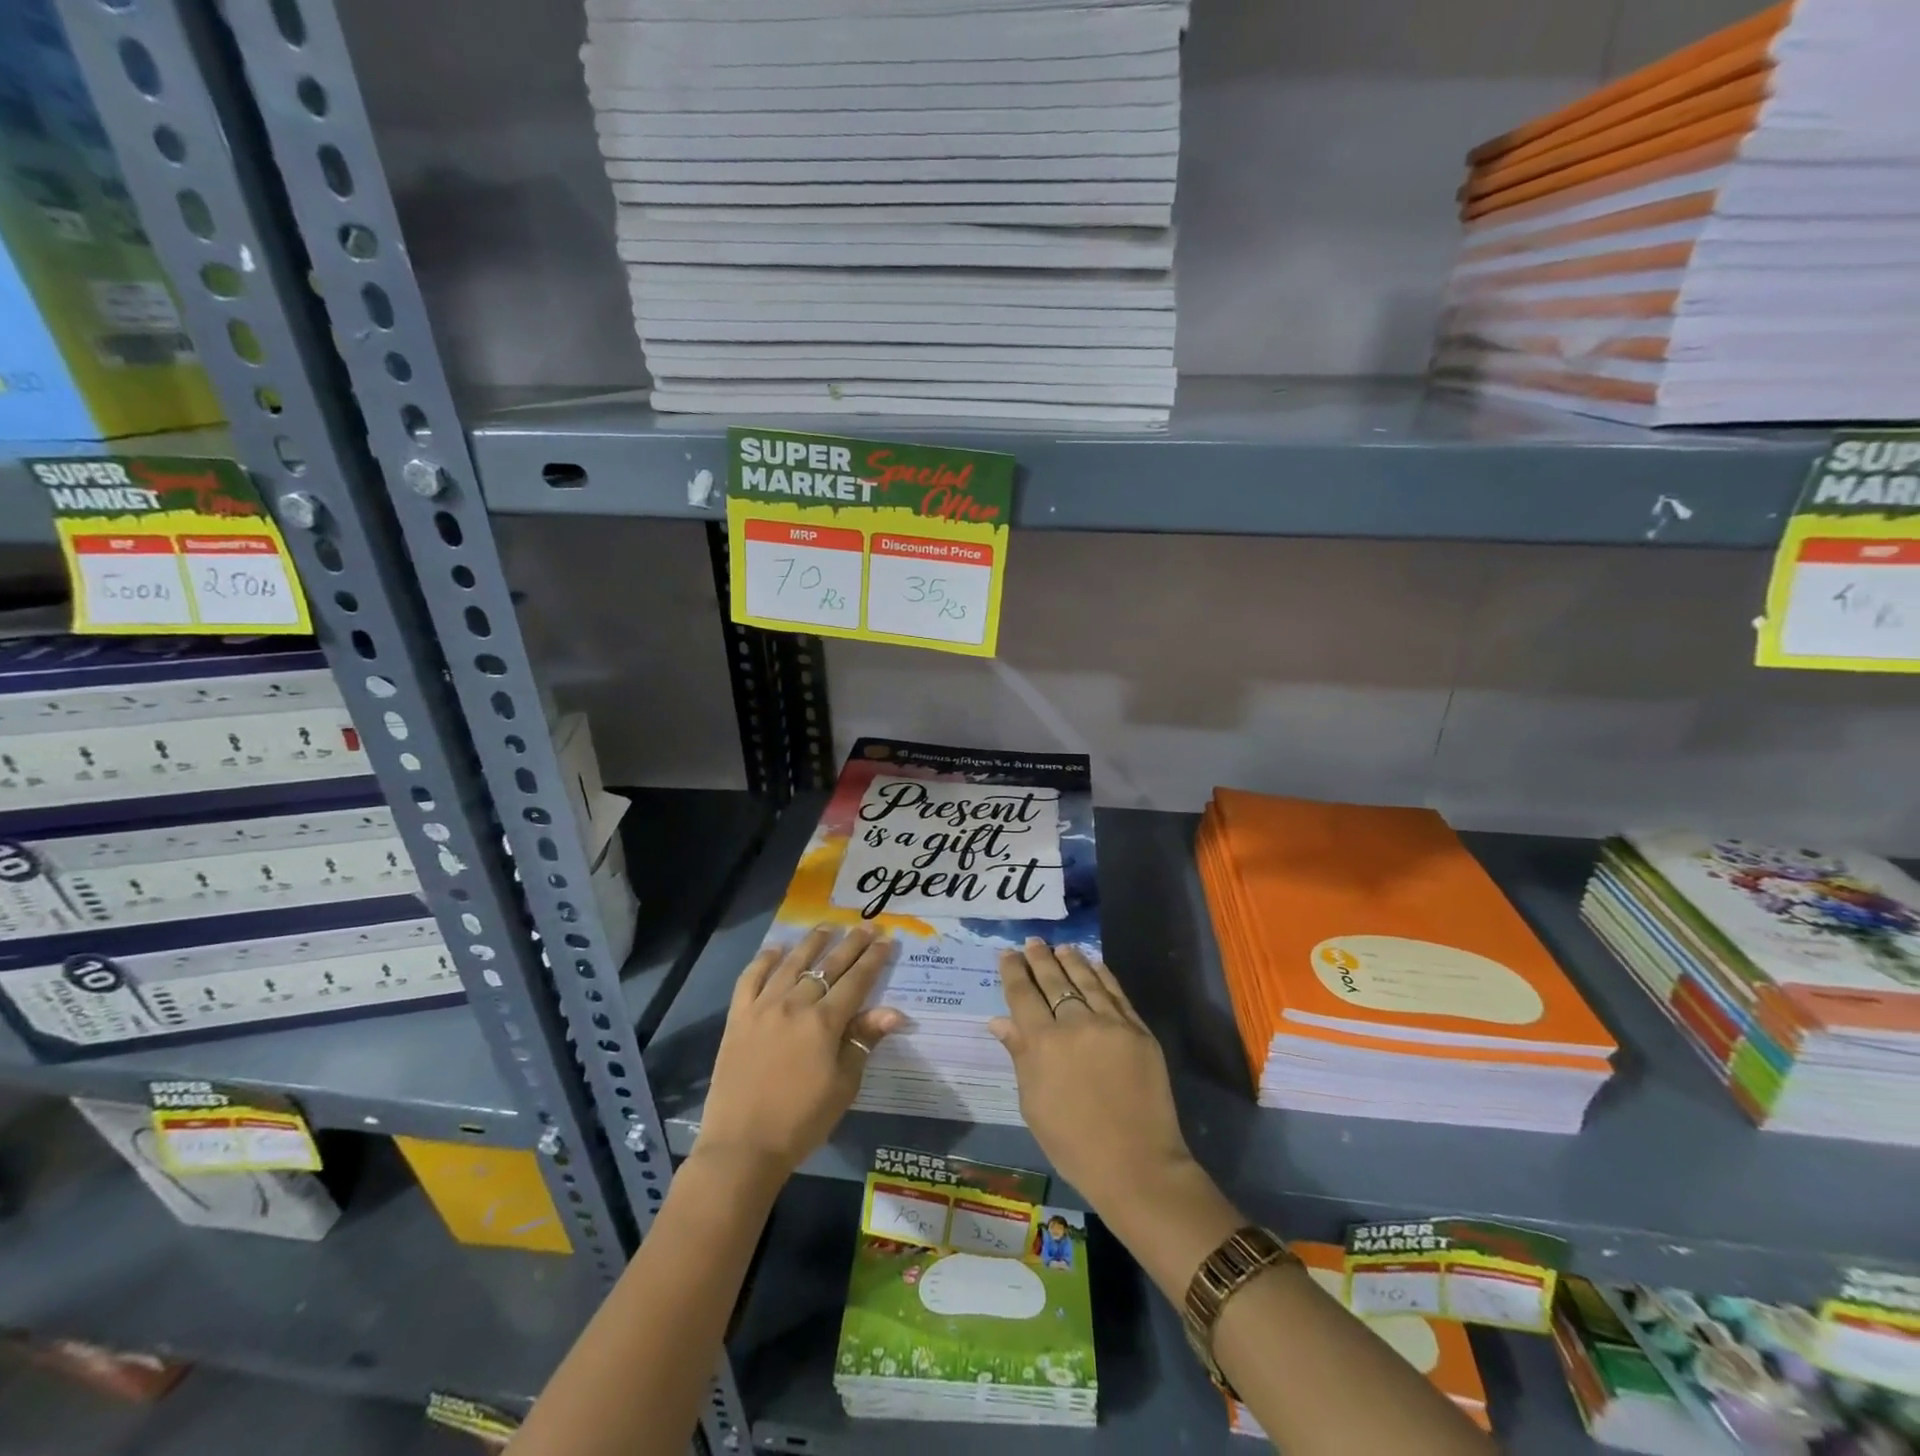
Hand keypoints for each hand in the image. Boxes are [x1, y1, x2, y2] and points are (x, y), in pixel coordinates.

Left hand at [696, 925, 904, 1181]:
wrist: (742, 1147)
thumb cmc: (801, 1121)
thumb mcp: (844, 1086)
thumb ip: (864, 1041)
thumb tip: (893, 1011)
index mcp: (824, 1022)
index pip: (856, 981)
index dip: (874, 959)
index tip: (886, 939)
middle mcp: (794, 1005)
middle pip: (828, 966)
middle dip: (850, 944)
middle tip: (865, 925)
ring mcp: (763, 1008)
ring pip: (791, 964)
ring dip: (812, 942)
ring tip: (826, 926)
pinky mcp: (737, 1018)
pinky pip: (750, 978)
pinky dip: (764, 960)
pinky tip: (775, 949)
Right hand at [990, 939, 1194, 1212]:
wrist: (1137, 1166)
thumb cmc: (1074, 1144)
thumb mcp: (1033, 1105)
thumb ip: (1019, 1056)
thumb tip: (999, 1020)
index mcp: (1043, 1045)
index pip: (1023, 995)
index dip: (1013, 972)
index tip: (1007, 954)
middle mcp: (1075, 1024)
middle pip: (1053, 980)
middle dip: (1039, 959)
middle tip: (1031, 942)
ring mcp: (1110, 1024)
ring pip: (1085, 980)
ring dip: (1070, 960)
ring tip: (1060, 947)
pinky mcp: (1138, 1030)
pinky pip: (1115, 993)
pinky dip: (1102, 975)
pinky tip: (1093, 963)